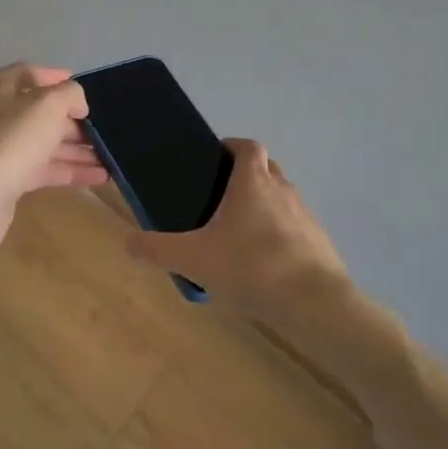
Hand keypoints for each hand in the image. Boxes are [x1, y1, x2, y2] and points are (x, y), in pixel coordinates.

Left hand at [0, 64, 107, 260]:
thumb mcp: (49, 104)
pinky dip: (70, 171)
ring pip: (45, 143)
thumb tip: (77, 103)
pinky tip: (101, 177)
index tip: (88, 89)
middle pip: (40, 112)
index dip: (58, 78)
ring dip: (77, 149)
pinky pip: (44, 170)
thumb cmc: (13, 139)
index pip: (31, 74)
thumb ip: (70, 94)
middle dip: (74, 120)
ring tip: (111, 155)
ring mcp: (0, 149)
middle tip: (104, 128)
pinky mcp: (7, 179)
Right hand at [125, 139, 350, 324]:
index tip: (215, 160)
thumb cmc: (252, 267)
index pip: (247, 146)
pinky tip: (263, 262)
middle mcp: (282, 188)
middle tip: (221, 198)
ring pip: (281, 196)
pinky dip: (279, 233)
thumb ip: (158, 249)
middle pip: (266, 167)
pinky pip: (294, 225)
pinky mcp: (318, 239)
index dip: (232, 147)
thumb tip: (129, 242)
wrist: (315, 302)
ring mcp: (304, 213)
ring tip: (239, 234)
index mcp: (253, 180)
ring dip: (264, 205)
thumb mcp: (194, 259)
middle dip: (247, 175)